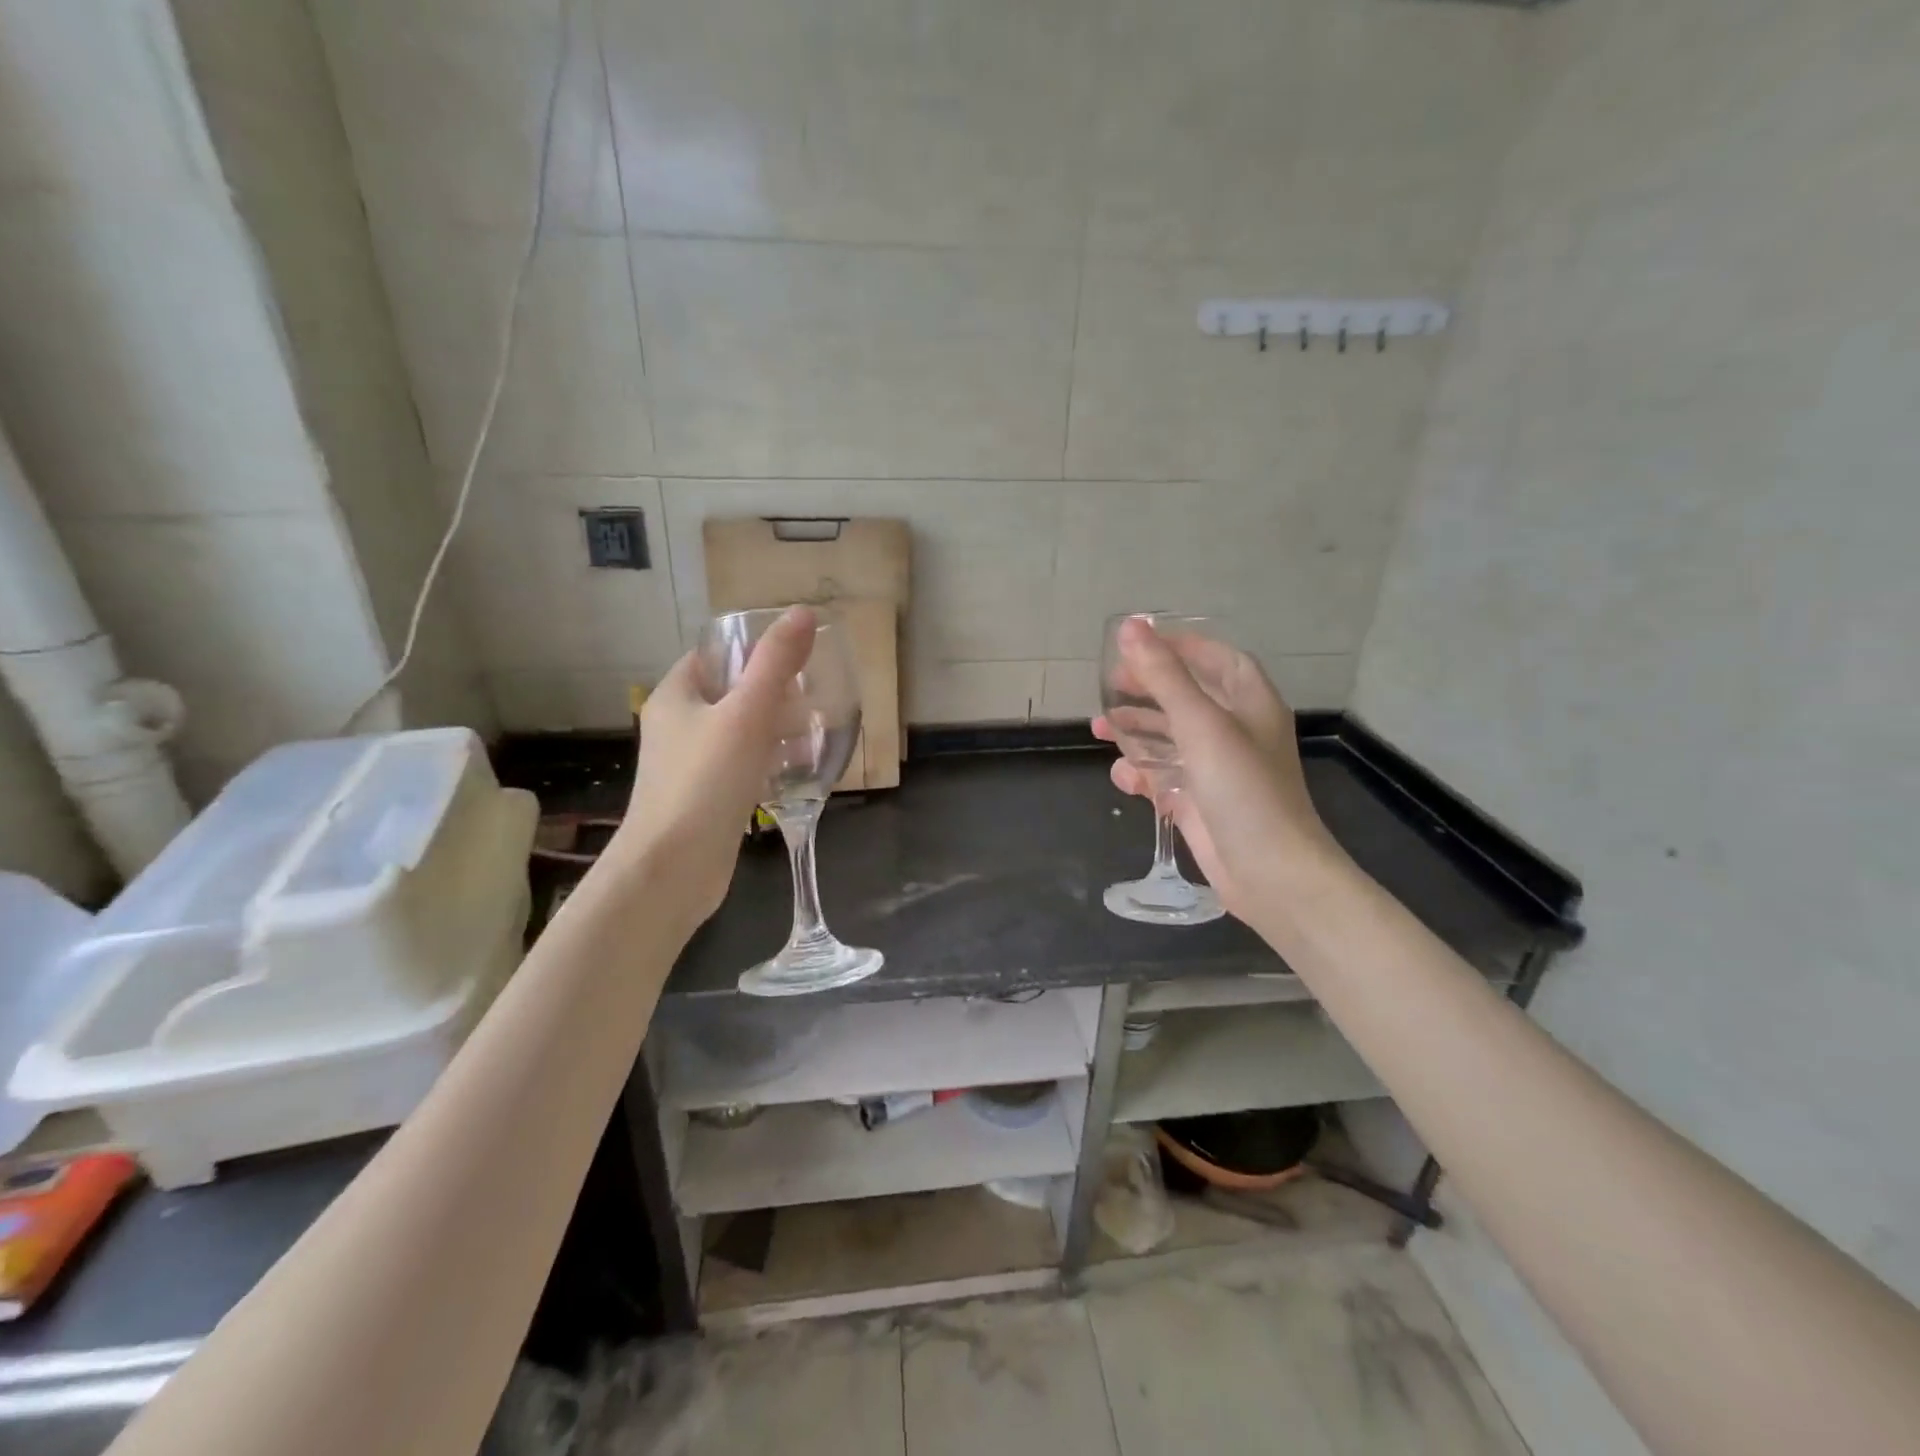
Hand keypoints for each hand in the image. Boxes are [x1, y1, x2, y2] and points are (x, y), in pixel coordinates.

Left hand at [616, 605, 815, 924]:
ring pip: (737, 732)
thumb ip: (776, 664)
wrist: (673, 868)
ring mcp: (688, 765)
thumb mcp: (747, 714)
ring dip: (775, 727)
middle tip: (814, 692)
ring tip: (817, 727)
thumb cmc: (705, 781)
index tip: (794, 655)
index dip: (751, 649)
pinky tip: (799, 770)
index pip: (713, 655)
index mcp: (675, 696)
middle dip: (772, 690)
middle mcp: (676, 726)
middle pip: (729, 693)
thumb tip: (801, 612)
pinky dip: (768, 761)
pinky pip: (740, 766)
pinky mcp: (705, 798)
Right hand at [1093, 620, 1341, 922]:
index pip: (1216, 659)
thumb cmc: (1243, 788)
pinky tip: (1121, 777)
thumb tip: (1130, 626)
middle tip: (1109, 686)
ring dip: (1136, 732)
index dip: (1180, 646)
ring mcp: (1217, 770)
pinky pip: (1165, 778)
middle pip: (1187, 697)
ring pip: (1170, 738)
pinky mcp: (1200, 803)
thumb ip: (1164, 676)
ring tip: (1100, 728)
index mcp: (1250, 703)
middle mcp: (1235, 732)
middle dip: (1147, 690)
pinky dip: (1142, 774)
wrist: (1270, 873)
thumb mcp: (1201, 724)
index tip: (1137, 642)